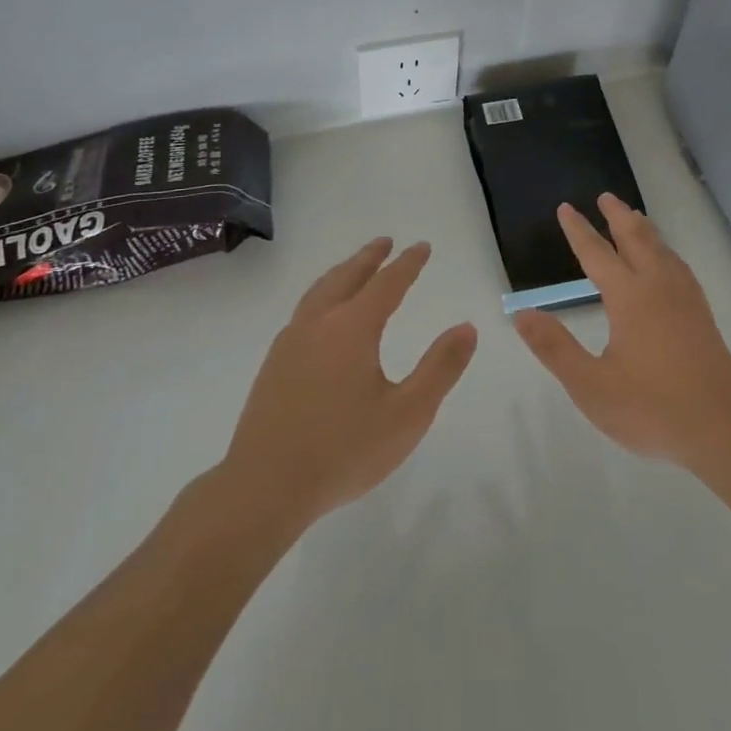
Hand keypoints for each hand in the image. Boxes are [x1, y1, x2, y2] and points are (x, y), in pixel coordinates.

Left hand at [218, 239, 476, 537]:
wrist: (263, 488)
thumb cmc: (343, 451)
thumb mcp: (408, 414)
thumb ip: (440, 368)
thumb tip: (466, 327)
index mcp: (352, 329)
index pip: (386, 284)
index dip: (407, 264)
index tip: (421, 247)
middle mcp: (318, 325)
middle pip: (346, 278)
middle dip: (368, 258)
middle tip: (385, 242)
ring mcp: (290, 344)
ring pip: (319, 292)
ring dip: (341, 274)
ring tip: (354, 269)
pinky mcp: (273, 366)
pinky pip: (303, 312)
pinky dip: (322, 297)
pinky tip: (322, 317)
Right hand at [515, 195, 730, 474]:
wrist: (722, 429)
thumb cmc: (651, 409)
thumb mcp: (591, 386)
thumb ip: (555, 348)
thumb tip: (522, 314)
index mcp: (630, 298)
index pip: (597, 254)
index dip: (578, 231)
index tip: (565, 208)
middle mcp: (658, 287)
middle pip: (636, 239)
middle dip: (617, 216)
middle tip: (605, 197)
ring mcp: (685, 299)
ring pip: (661, 249)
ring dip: (644, 229)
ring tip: (634, 217)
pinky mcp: (701, 314)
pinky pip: (678, 265)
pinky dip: (665, 250)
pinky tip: (667, 261)